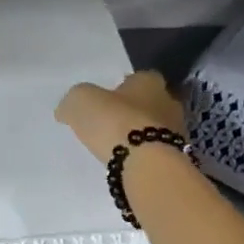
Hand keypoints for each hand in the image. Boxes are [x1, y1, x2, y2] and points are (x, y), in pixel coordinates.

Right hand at [55, 71, 185, 164]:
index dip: (122, 87)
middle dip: (134, 111)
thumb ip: (73, 101)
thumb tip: (66, 110)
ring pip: (156, 128)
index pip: (139, 78)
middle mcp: (169, 102)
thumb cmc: (115, 122)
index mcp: (149, 81)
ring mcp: (177, 131)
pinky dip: (145, 156)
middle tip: (111, 123)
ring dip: (141, 135)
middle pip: (151, 103)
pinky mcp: (177, 157)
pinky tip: (129, 163)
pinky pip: (158, 152)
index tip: (107, 99)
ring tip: (118, 147)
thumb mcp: (80, 102)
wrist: (147, 165)